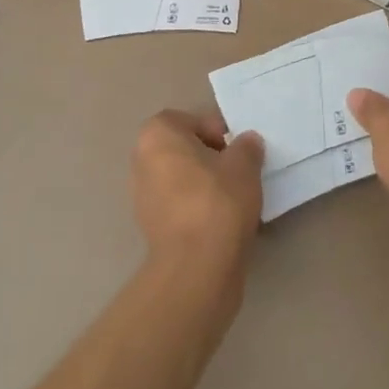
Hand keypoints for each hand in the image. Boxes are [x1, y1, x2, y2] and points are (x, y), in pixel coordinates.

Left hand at [132, 110, 264, 283]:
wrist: (196, 268)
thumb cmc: (217, 202)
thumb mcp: (244, 166)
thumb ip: (246, 147)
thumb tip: (247, 142)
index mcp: (157, 135)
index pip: (188, 120)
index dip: (215, 131)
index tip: (236, 150)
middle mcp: (141, 160)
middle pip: (181, 149)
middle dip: (208, 157)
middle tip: (236, 172)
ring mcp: (141, 196)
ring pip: (179, 179)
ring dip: (202, 184)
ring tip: (232, 199)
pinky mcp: (149, 227)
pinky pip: (177, 206)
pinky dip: (195, 208)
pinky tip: (220, 222)